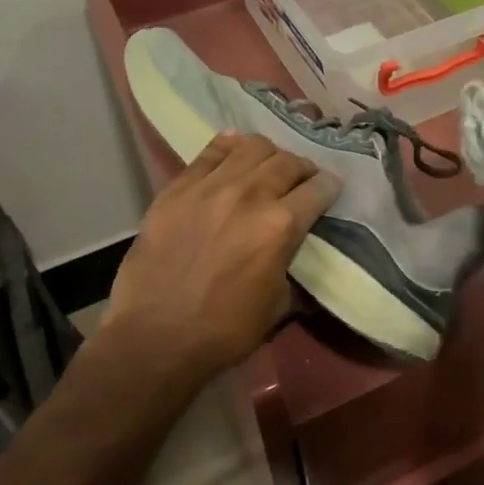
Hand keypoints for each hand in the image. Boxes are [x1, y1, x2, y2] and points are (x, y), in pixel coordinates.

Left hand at [105, 133, 336, 381]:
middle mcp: (250, 195)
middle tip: (300, 180)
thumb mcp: (278, 305)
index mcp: (281, 226)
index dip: (329, 188)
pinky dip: (229, 146)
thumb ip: (290, 264)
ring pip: (251, 147)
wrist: (154, 337)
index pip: (319, 189)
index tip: (328, 192)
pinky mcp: (178, 187)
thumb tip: (293, 249)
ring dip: (268, 154)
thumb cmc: (223, 331)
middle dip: (302, 169)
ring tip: (266, 166)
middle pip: (288, 161)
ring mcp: (210, 187)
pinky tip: (234, 151)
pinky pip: (210, 152)